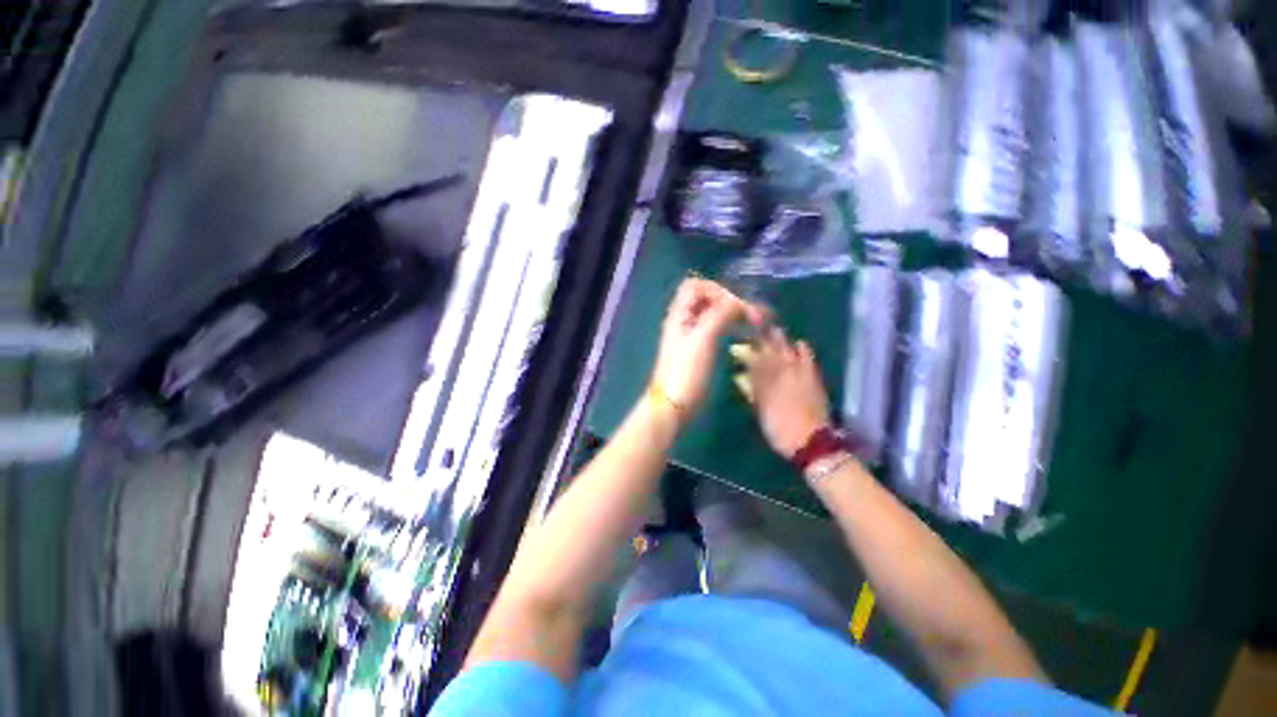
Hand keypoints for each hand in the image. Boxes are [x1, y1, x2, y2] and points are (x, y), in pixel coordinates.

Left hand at [651, 278, 764, 418]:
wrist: (674, 405)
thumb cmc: (687, 371)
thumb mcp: (704, 337)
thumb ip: (720, 313)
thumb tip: (739, 302)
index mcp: (679, 313)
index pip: (697, 286)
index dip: (718, 290)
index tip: (736, 307)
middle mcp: (683, 320)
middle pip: (705, 297)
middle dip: (729, 300)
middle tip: (750, 315)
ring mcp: (689, 335)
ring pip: (711, 313)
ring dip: (731, 313)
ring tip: (752, 323)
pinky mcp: (697, 349)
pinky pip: (714, 328)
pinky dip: (729, 326)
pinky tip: (742, 335)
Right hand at [733, 328, 831, 458]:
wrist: (811, 442)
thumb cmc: (780, 429)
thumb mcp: (761, 411)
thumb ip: (753, 391)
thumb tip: (741, 375)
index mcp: (766, 382)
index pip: (753, 360)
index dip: (746, 349)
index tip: (739, 340)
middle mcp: (781, 373)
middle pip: (770, 351)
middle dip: (762, 338)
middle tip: (755, 326)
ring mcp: (799, 374)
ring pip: (787, 351)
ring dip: (780, 340)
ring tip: (774, 329)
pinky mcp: (813, 379)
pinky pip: (808, 360)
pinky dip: (804, 350)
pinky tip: (800, 342)